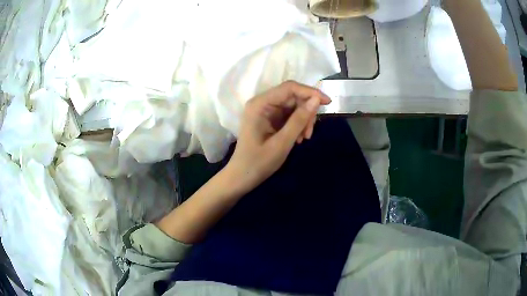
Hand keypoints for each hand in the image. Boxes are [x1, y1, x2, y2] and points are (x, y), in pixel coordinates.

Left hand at [225, 81, 330, 191]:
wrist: (243, 177)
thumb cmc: (259, 162)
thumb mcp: (282, 142)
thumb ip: (299, 120)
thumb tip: (316, 100)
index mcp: (260, 104)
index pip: (289, 88)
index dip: (310, 92)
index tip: (328, 103)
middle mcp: (262, 103)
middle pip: (292, 96)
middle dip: (306, 112)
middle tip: (310, 132)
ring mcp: (266, 111)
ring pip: (293, 106)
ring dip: (303, 120)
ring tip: (304, 139)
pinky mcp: (270, 119)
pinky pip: (289, 115)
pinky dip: (298, 125)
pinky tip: (299, 139)